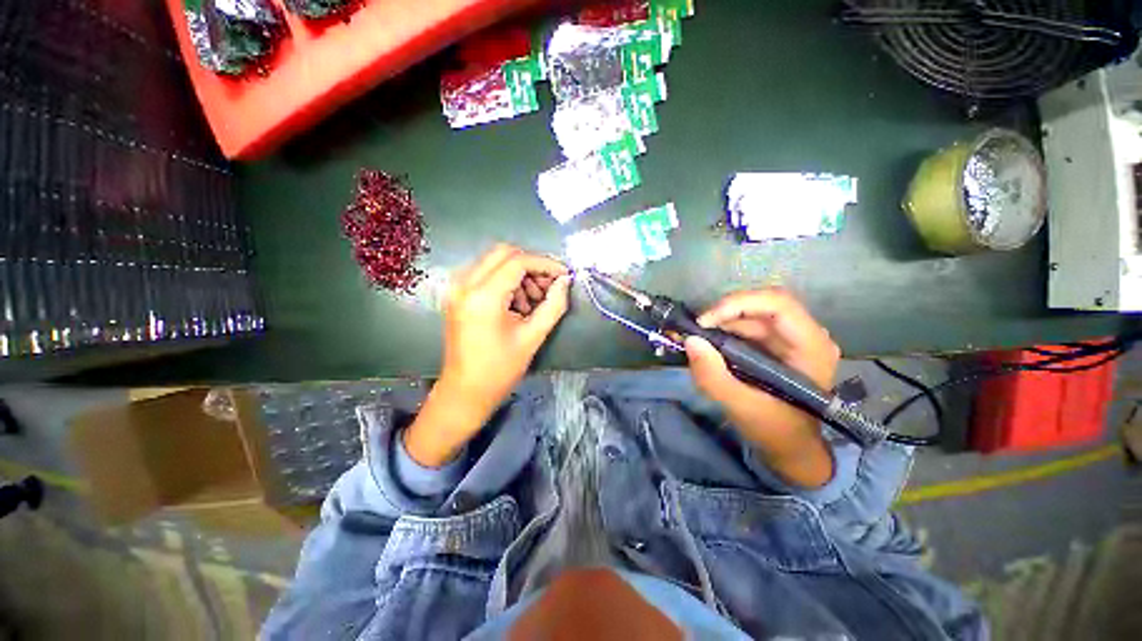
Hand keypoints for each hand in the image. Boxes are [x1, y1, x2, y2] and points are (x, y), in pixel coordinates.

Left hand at [405, 245, 569, 466]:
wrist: (465, 392)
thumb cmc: (500, 370)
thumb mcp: (533, 337)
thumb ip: (553, 305)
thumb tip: (565, 281)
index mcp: (483, 297)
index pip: (518, 262)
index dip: (545, 264)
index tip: (563, 275)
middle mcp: (465, 284)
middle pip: (504, 252)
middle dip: (532, 265)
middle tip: (548, 287)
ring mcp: (457, 288)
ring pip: (494, 260)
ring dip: (518, 273)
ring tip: (532, 301)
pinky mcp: (457, 294)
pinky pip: (485, 273)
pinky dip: (505, 280)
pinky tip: (516, 303)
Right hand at [684, 289, 839, 487]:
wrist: (791, 448)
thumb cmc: (775, 430)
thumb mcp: (742, 407)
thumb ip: (714, 377)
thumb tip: (690, 341)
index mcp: (811, 347)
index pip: (778, 304)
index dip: (738, 304)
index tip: (705, 322)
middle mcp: (806, 335)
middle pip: (761, 305)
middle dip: (723, 314)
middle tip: (695, 330)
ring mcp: (791, 338)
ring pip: (751, 314)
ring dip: (720, 322)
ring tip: (695, 338)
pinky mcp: (776, 344)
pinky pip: (746, 326)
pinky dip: (723, 330)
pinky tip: (707, 343)